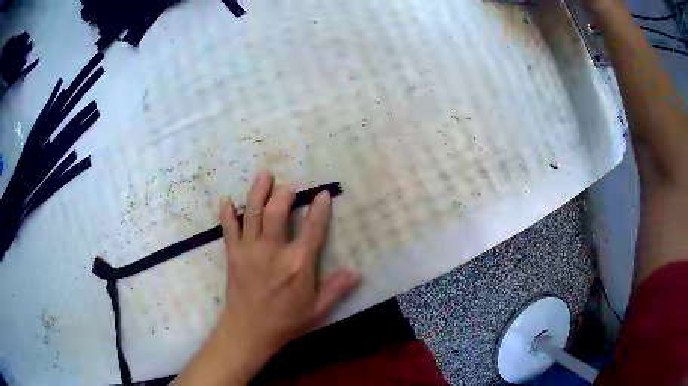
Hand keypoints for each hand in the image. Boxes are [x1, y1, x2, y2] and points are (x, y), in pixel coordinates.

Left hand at [219, 170, 359, 356]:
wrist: (249, 330)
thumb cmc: (286, 321)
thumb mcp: (317, 310)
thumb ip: (336, 289)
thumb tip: (357, 271)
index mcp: (298, 264)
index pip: (312, 229)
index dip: (319, 209)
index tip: (323, 194)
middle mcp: (273, 252)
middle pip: (276, 213)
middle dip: (283, 194)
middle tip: (288, 185)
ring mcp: (250, 251)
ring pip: (252, 214)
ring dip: (257, 192)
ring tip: (263, 175)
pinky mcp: (233, 255)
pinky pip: (228, 229)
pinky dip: (227, 213)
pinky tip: (227, 200)